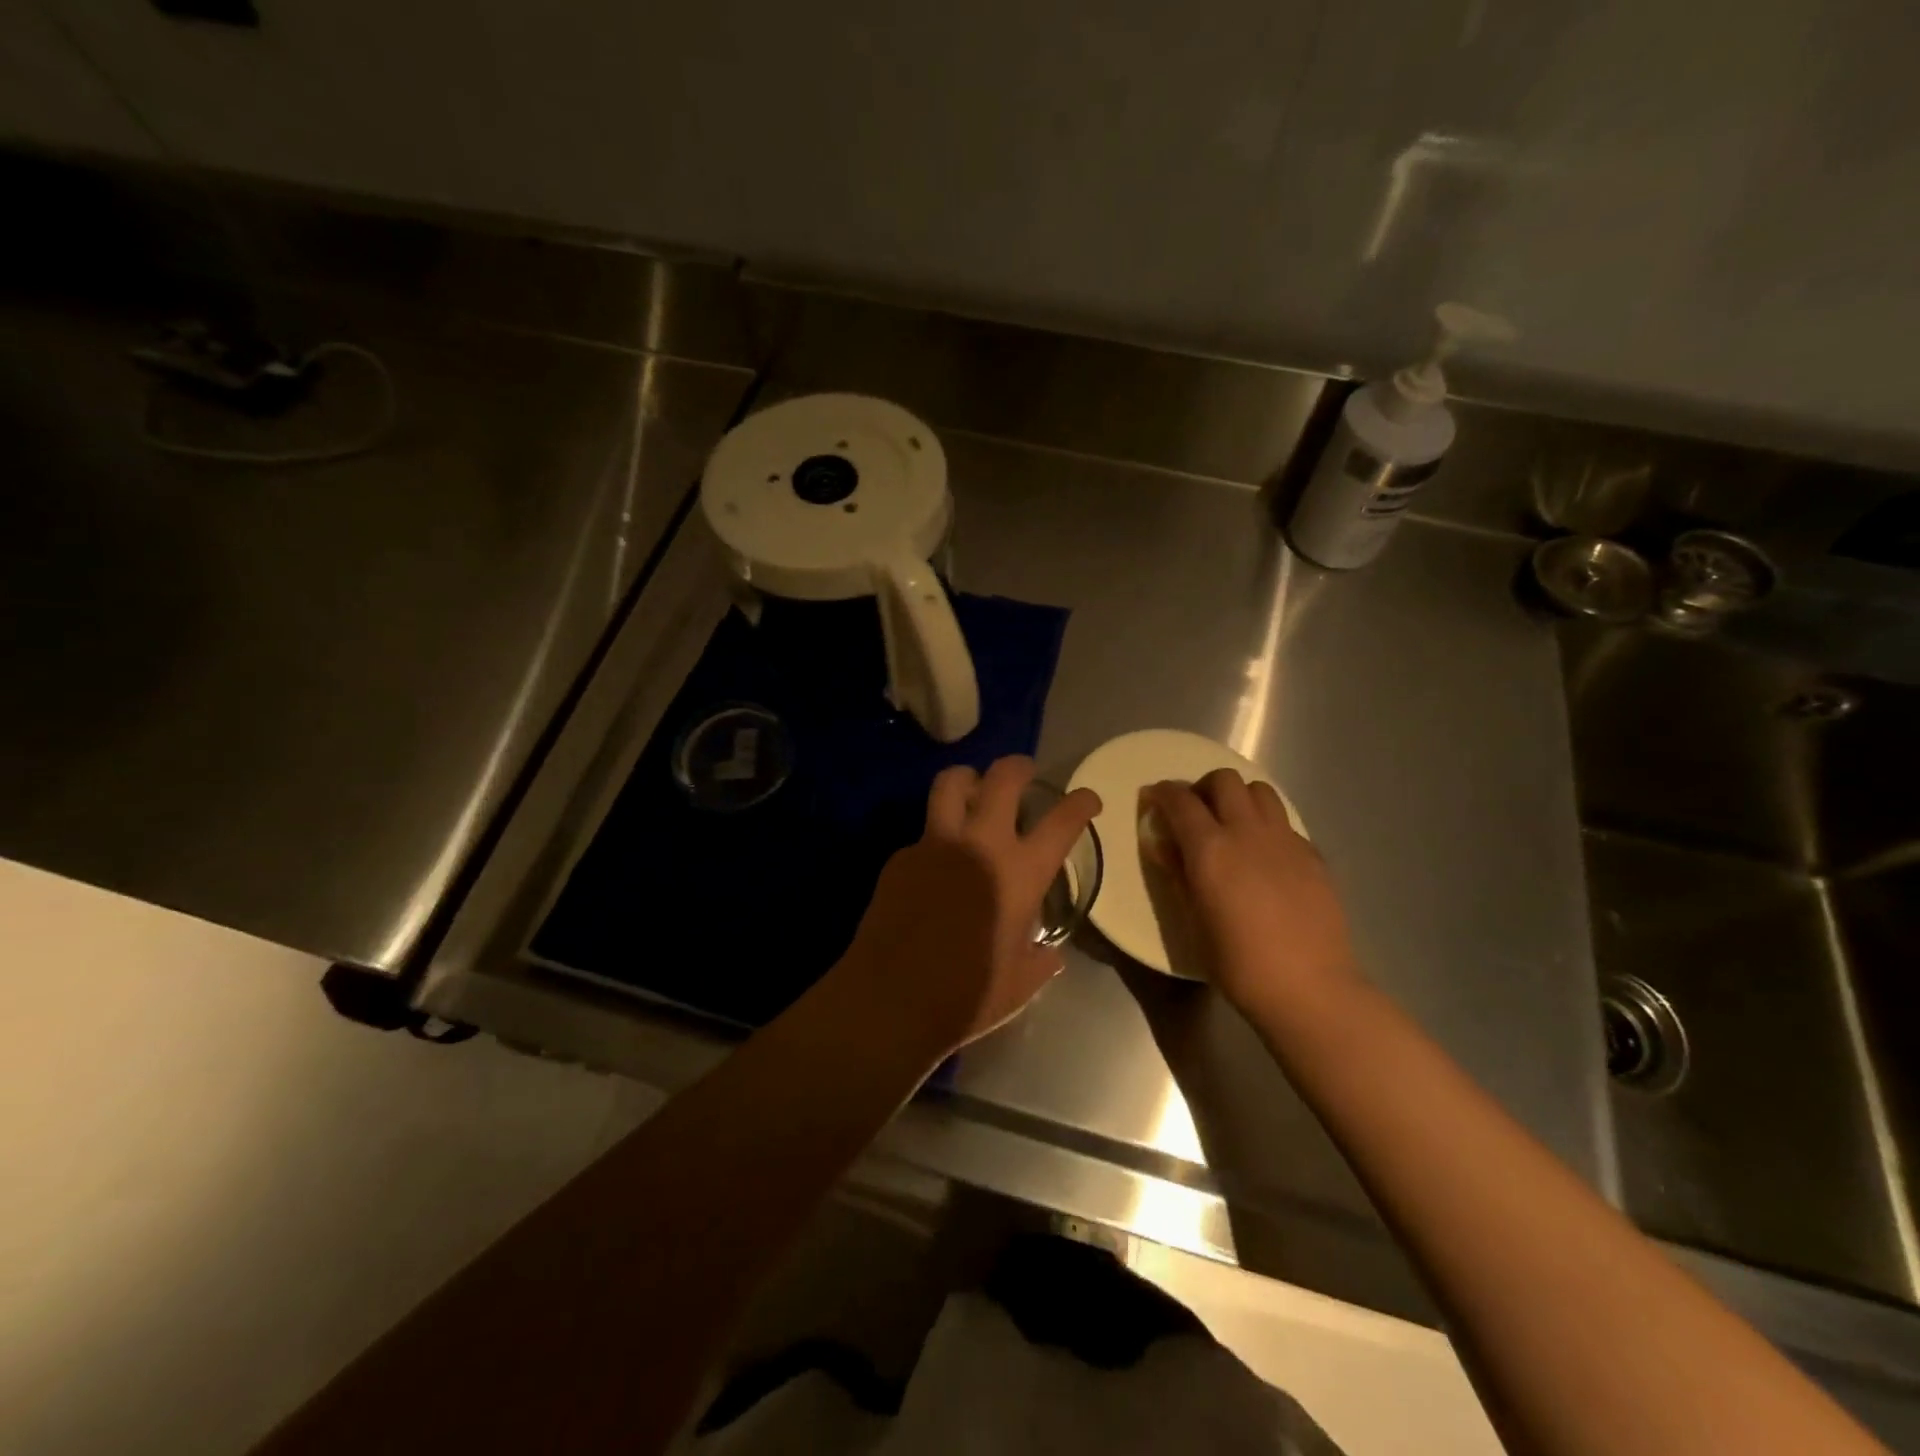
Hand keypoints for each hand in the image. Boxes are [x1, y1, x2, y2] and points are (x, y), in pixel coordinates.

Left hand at [832, 757, 1101, 1058]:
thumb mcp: (1019, 985)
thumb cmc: (966, 996)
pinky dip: (937, 837)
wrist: (890, 999)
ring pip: (950, 784)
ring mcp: (935, 845)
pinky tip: (935, 867)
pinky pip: (924, 833)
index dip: (1081, 802)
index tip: (1086, 799)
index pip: (1062, 822)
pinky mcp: (901, 857)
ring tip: (973, 790)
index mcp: (1019, 874)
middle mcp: (980, 845)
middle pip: (1002, 779)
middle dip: (1018, 766)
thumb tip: (1049, 954)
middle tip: (1023, 771)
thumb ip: (1039, 961)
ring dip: (968, 779)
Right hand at [1143, 770, 1359, 1020]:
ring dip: (1239, 798)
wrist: (1309, 987)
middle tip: (1196, 813)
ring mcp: (1285, 840)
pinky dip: (1267, 825)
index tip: (1154, 798)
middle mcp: (1247, 832)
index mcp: (1210, 849)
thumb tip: (1164, 845)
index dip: (1163, 793)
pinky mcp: (1312, 854)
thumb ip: (1178, 874)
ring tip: (1233, 824)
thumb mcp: (1194, 920)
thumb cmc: (1238, 963)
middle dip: (1204, 788)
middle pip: (1224, 780)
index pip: (1181, 800)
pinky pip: (1284, 821)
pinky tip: (1265, 856)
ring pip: (1260, 790)